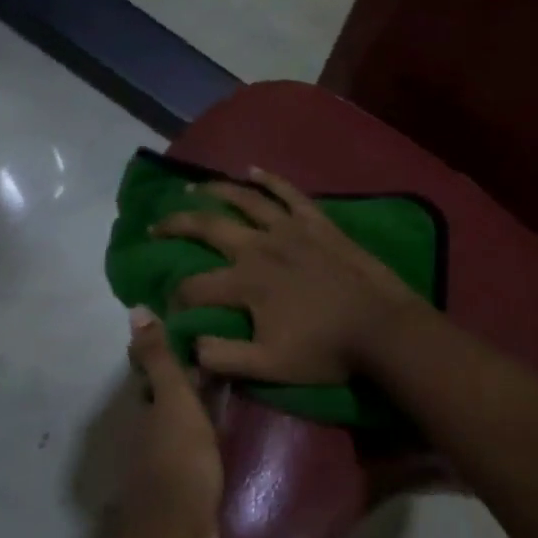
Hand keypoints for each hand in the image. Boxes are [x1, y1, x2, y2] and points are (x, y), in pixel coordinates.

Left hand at [112, 309, 223, 537]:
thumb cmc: (177, 461)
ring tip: (241, 376)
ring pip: (186, 417)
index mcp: (145, 407)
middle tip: (229, 345)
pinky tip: (237, 420)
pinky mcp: (189, 480)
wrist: (179, 535)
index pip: (154, 367)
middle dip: (191, 371)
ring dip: (205, 398)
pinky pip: (202, 442)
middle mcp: (151, 430)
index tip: (199, 322)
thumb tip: (135, 309)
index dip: (170, 345)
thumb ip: (159, 359)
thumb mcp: (173, 401)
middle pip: (170, 393)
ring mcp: (169, 457)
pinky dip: (214, 426)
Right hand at [152, 168, 423, 385]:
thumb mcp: (268, 367)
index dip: (176, 298)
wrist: (381, 328)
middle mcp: (260, 246)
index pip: (194, 287)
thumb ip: (223, 357)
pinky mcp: (316, 221)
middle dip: (176, 225)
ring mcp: (290, 228)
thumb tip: (189, 345)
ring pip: (245, 199)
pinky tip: (253, 170)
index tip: (171, 308)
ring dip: (215, 191)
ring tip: (194, 188)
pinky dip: (269, 179)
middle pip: (207, 228)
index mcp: (246, 283)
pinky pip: (288, 192)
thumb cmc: (325, 350)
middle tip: (155, 226)